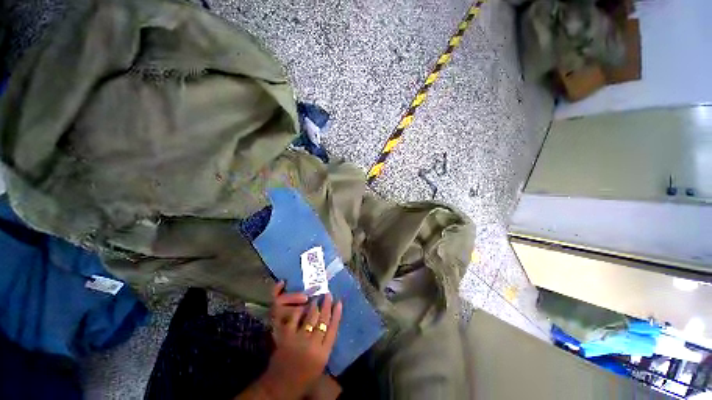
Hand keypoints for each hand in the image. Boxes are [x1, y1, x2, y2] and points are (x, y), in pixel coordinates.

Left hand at [262, 282, 342, 399]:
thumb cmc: (303, 379)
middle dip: (327, 305)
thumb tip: (329, 325)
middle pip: (323, 320)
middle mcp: (313, 344)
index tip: (339, 302)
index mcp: (323, 353)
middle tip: (328, 294)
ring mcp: (299, 339)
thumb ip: (325, 345)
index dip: (337, 314)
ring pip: (310, 317)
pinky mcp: (286, 337)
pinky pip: (294, 319)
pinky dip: (299, 311)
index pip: (333, 328)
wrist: (279, 388)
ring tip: (317, 298)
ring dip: (314, 306)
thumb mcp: (320, 365)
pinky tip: (302, 306)